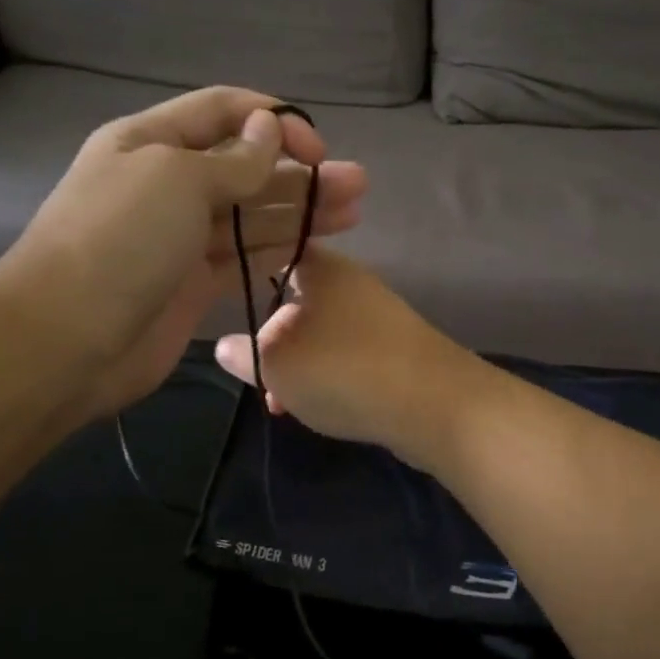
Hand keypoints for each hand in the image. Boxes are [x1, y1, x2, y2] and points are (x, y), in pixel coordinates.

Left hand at [0, 87, 366, 417]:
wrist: (67, 339)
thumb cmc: (120, 240)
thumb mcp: (177, 180)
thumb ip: (233, 160)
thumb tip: (268, 130)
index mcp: (151, 142)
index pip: (222, 112)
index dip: (274, 120)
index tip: (319, 146)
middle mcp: (166, 184)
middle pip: (245, 167)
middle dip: (300, 171)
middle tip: (356, 184)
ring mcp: (179, 238)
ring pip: (250, 216)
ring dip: (299, 211)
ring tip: (353, 213)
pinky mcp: (191, 285)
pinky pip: (242, 258)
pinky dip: (277, 250)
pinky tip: (314, 247)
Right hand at [213, 247, 482, 465]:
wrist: (436, 405)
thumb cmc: (344, 370)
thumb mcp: (277, 365)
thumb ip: (246, 355)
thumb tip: (223, 345)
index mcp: (322, 268)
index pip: (276, 251)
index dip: (246, 272)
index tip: (225, 302)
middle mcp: (352, 284)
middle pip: (297, 301)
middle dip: (271, 340)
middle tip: (258, 375)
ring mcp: (379, 317)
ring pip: (321, 334)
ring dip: (297, 365)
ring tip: (282, 401)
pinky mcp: (398, 351)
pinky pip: (348, 356)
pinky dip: (328, 377)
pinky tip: (318, 407)